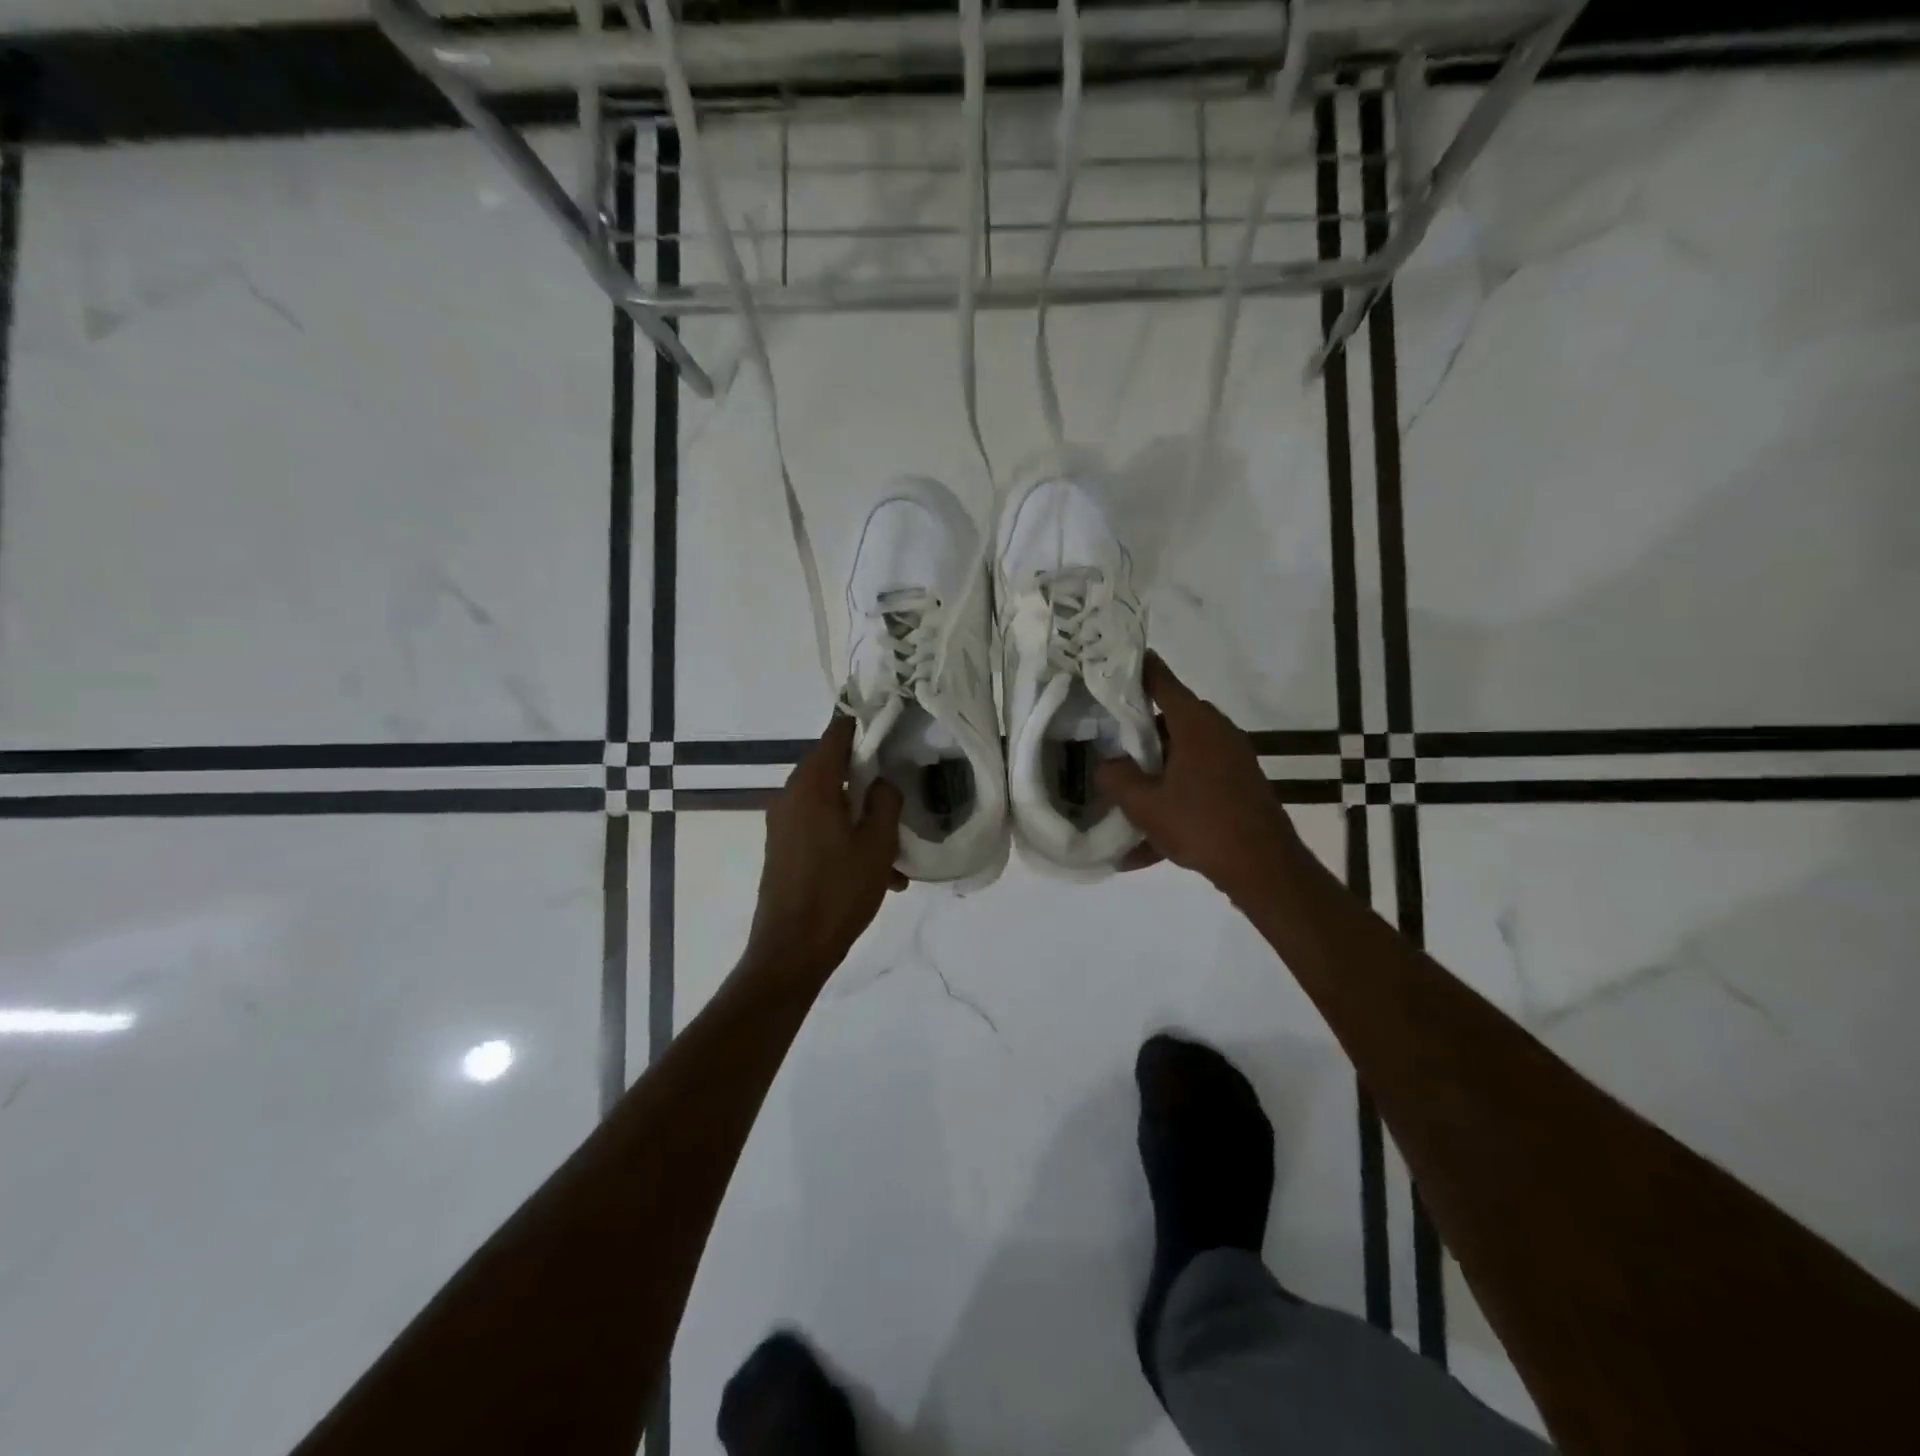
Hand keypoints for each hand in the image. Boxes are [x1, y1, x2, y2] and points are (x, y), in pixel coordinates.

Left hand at [746, 715, 904, 980]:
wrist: (792, 949)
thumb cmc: (839, 891)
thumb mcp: (877, 844)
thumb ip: (885, 801)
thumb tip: (882, 781)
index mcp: (812, 785)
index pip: (836, 734)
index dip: (864, 726)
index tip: (891, 728)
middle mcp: (790, 795)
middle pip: (833, 768)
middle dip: (868, 777)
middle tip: (900, 789)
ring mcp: (782, 823)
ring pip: (829, 802)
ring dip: (861, 816)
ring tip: (895, 850)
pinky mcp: (782, 848)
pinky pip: (819, 828)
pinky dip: (845, 838)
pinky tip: (877, 873)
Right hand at [1097, 653, 1301, 900]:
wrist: (1263, 868)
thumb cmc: (1200, 825)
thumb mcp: (1144, 804)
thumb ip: (1116, 777)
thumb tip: (1107, 764)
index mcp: (1195, 724)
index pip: (1160, 680)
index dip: (1134, 669)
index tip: (1109, 661)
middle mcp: (1217, 732)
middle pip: (1169, 719)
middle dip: (1137, 732)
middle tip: (1106, 743)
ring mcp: (1232, 758)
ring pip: (1182, 754)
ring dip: (1154, 773)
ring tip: (1123, 799)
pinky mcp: (1238, 784)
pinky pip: (1195, 783)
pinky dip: (1172, 800)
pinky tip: (1144, 847)